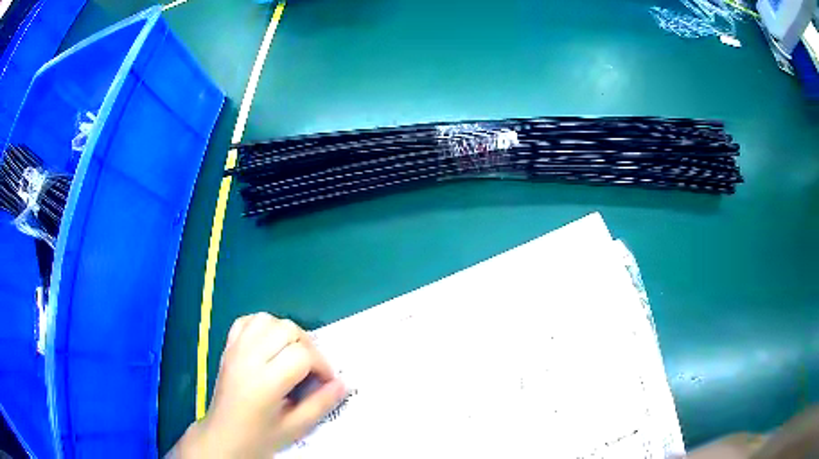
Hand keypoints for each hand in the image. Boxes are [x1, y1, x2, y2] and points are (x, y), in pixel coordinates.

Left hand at [173, 313, 346, 457]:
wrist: (223, 436)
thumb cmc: (260, 436)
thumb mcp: (295, 427)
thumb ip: (321, 404)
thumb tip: (342, 384)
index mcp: (265, 382)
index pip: (302, 355)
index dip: (322, 365)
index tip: (326, 382)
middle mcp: (248, 359)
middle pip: (286, 329)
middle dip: (308, 346)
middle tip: (312, 369)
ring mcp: (235, 350)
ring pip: (267, 319)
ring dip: (287, 333)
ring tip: (292, 354)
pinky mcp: (228, 347)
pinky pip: (247, 321)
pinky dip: (263, 326)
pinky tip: (270, 344)